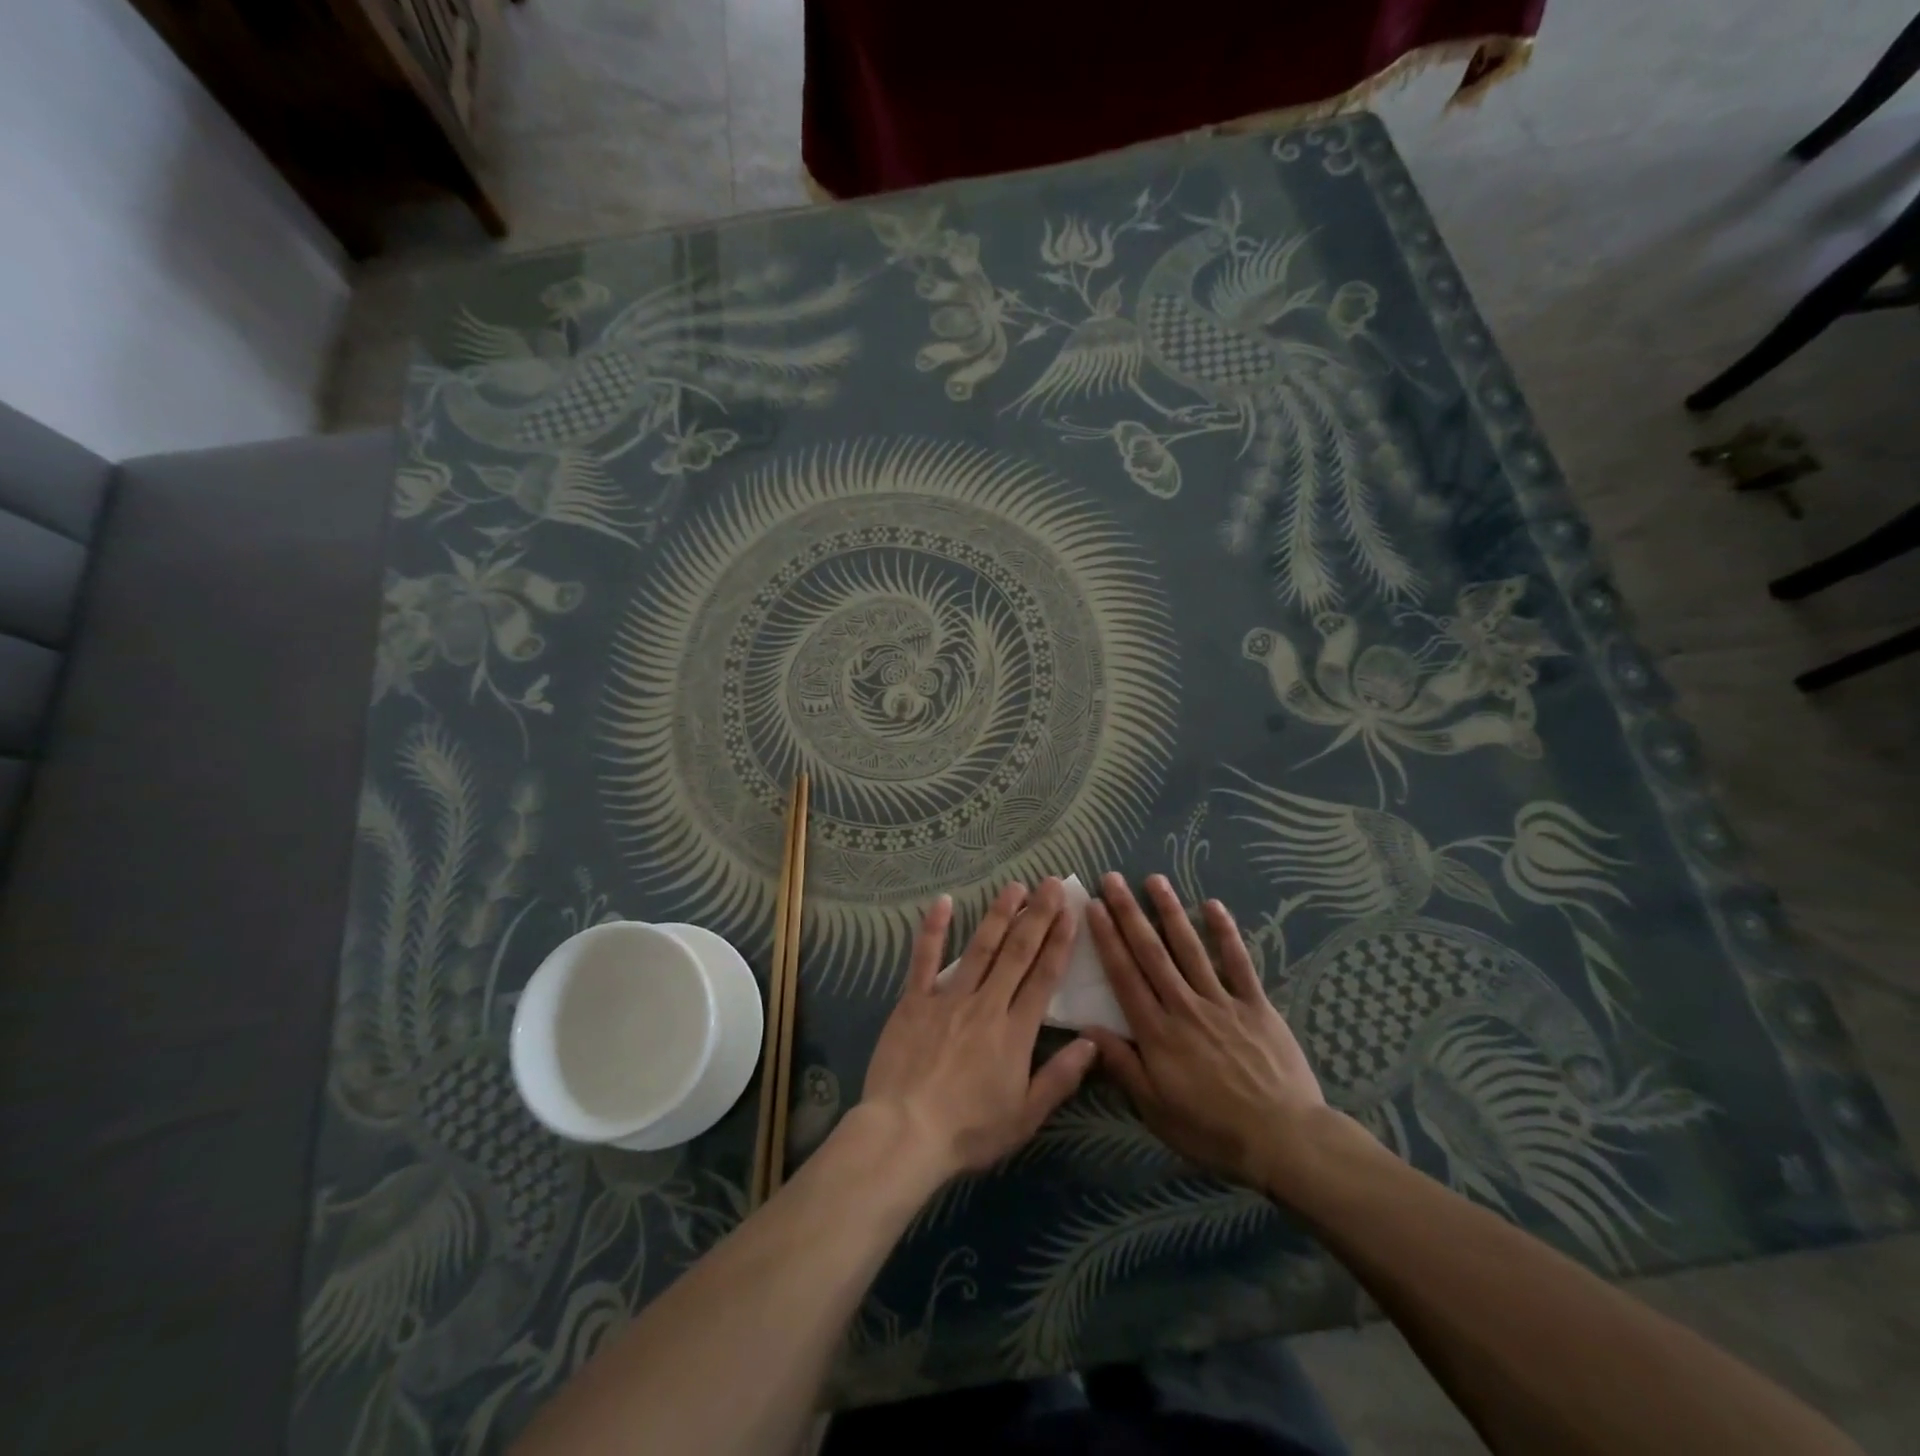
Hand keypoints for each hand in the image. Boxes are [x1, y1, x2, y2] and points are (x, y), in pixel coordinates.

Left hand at [859, 879, 1097, 1182]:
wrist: (906, 1132)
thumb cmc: (969, 1131)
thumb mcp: (1025, 1116)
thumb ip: (1060, 1077)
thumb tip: (1092, 1042)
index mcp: (1015, 1032)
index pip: (1044, 977)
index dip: (1059, 942)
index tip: (1070, 912)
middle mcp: (986, 1004)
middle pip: (1017, 953)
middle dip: (1036, 916)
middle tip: (1050, 884)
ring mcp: (948, 998)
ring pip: (979, 948)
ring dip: (998, 915)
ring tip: (1014, 887)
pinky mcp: (914, 1001)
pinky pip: (925, 959)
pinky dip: (934, 929)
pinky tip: (943, 902)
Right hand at [1082, 873, 1330, 1191]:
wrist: (1284, 1140)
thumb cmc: (1212, 1130)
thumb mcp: (1156, 1110)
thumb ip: (1122, 1066)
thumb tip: (1088, 1028)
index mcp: (1157, 1032)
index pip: (1124, 975)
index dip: (1107, 938)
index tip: (1093, 907)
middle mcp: (1184, 1006)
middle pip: (1151, 952)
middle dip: (1129, 913)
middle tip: (1112, 879)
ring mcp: (1222, 1002)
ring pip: (1190, 948)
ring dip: (1169, 912)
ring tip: (1154, 880)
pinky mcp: (1256, 1005)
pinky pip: (1238, 962)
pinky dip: (1226, 933)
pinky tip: (1213, 905)